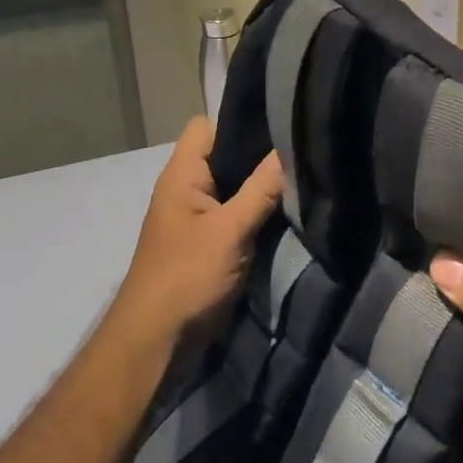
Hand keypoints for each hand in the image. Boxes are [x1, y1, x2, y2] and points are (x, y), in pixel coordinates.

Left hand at [116, 118, 282, 348]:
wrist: (158, 342)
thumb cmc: (186, 277)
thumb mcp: (229, 231)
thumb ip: (262, 189)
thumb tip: (291, 147)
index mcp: (182, 176)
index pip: (207, 126)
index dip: (238, 120)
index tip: (280, 122)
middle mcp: (188, 189)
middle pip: (226, 155)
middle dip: (261, 154)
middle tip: (303, 148)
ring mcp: (200, 217)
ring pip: (236, 186)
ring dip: (264, 186)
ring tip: (305, 175)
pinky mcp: (212, 241)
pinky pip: (239, 212)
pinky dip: (260, 210)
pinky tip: (290, 209)